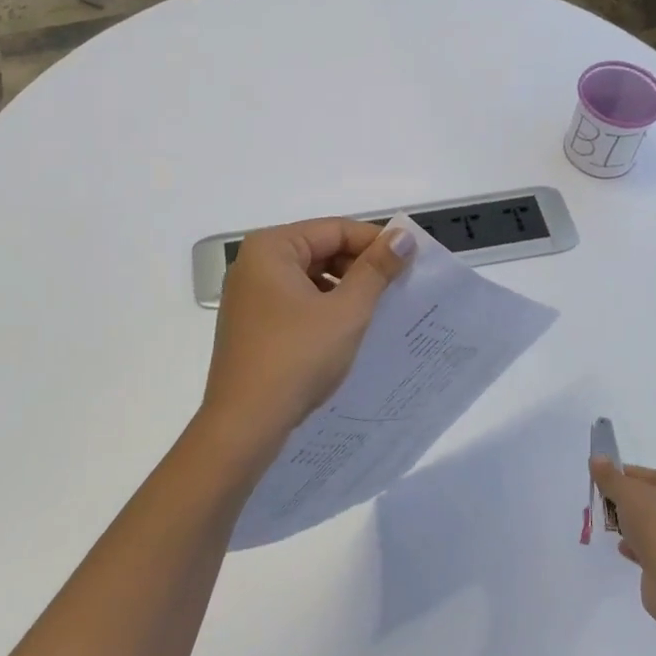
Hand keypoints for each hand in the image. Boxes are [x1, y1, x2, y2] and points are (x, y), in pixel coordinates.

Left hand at [193, 219, 413, 468]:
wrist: (244, 426)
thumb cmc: (297, 358)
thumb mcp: (347, 311)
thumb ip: (376, 269)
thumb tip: (403, 235)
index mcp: (272, 248)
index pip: (335, 229)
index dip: (376, 242)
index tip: (411, 262)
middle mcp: (254, 263)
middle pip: (320, 249)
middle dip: (360, 267)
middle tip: (398, 289)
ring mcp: (249, 295)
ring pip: (310, 277)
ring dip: (345, 289)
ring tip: (378, 311)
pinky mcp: (252, 324)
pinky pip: (297, 301)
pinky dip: (325, 308)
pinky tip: (348, 330)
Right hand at [591, 460, 655, 630]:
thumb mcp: (628, 494)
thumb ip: (610, 477)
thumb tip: (596, 458)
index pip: (651, 476)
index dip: (625, 475)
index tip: (604, 480)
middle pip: (653, 501)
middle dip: (628, 502)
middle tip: (605, 503)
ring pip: (654, 527)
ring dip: (633, 526)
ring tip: (611, 526)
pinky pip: (654, 551)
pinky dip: (638, 547)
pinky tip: (623, 548)